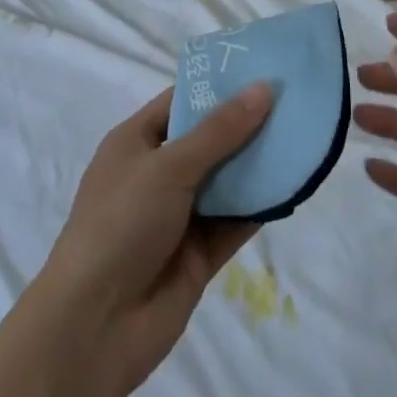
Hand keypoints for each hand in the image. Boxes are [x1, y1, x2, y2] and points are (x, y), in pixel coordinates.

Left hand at [0, 84, 272, 396]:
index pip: (182, 101)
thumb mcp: (169, 165)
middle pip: (209, 139)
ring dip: (258, 163)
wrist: (94, 328)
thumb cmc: (121, 223)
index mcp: (137, 142)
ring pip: (226, 180)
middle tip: (294, 99)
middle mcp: (158, 173)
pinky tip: (293, 186)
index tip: (262, 68)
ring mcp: (179, 215)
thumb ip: (220, 130)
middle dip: (247, 122)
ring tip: (303, 135)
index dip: (219, 85)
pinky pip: (235, 221)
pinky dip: (260, 206)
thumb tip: (263, 87)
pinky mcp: (199, 254)